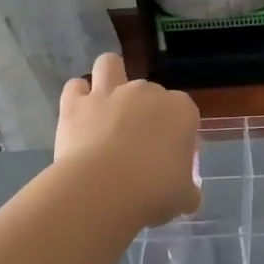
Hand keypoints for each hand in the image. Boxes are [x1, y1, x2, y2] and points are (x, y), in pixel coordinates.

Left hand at [54, 55, 200, 228]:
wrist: (103, 191)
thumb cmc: (154, 193)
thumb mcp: (185, 198)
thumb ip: (188, 189)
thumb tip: (187, 193)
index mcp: (181, 110)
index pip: (186, 114)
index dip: (179, 134)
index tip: (172, 158)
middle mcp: (146, 92)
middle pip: (150, 93)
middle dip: (146, 112)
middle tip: (139, 145)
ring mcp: (109, 93)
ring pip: (109, 65)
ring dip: (109, 78)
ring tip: (107, 103)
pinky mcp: (76, 104)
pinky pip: (75, 87)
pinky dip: (77, 97)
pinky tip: (80, 115)